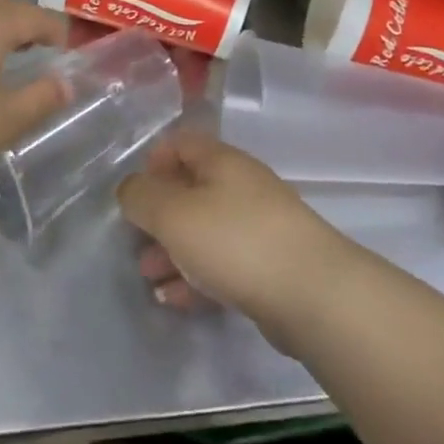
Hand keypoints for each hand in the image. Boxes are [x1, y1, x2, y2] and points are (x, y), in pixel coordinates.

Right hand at [117, 131, 352, 342]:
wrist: (313, 294)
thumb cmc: (235, 241)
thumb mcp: (174, 214)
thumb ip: (142, 197)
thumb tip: (130, 189)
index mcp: (221, 161)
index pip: (181, 143)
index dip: (153, 162)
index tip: (135, 193)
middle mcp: (241, 185)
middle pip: (191, 190)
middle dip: (159, 216)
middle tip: (135, 243)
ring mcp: (259, 226)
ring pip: (205, 230)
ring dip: (173, 250)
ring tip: (149, 278)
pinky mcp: (270, 266)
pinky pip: (223, 263)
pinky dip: (196, 276)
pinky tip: (175, 300)